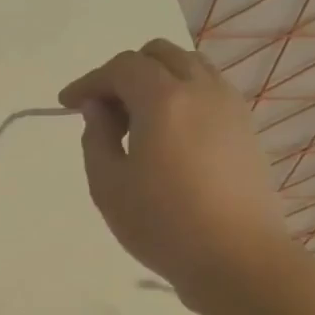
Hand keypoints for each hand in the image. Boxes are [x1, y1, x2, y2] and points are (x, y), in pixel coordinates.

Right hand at [59, 40, 297, 308]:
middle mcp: (201, 90)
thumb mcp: (108, 186)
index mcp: (163, 100)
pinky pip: (209, 90)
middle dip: (124, 73)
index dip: (89, 81)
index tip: (67, 104)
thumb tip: (99, 109)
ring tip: (137, 122)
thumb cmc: (162, 225)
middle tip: (104, 112)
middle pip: (159, 55)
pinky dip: (182, 96)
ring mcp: (230, 107)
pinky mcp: (246, 128)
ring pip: (190, 67)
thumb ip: (96, 138)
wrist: (237, 259)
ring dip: (157, 81)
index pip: (121, 67)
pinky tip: (168, 135)